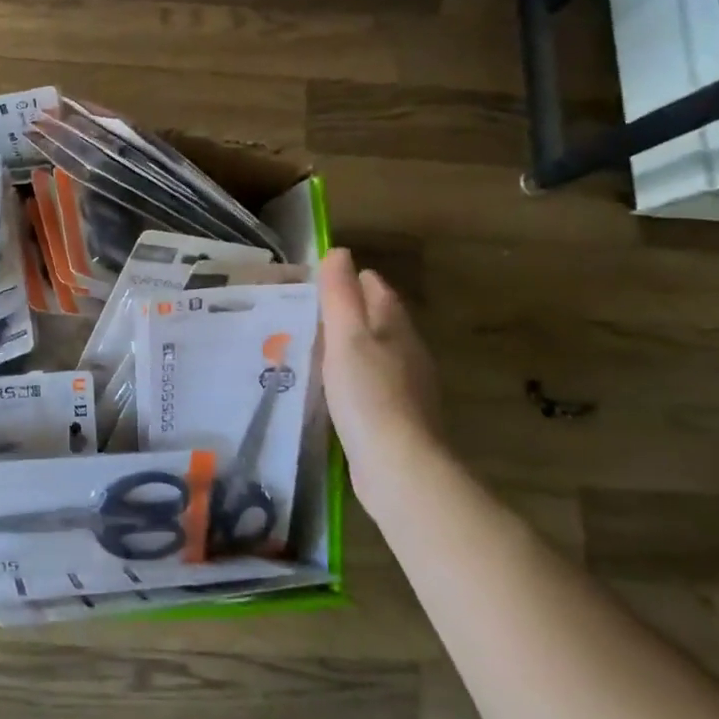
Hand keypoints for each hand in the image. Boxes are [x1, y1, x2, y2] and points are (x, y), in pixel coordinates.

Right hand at [318, 247, 441, 479]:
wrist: (398, 466)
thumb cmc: (368, 394)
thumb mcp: (346, 338)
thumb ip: (340, 295)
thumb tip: (339, 252)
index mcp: (395, 327)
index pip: (376, 290)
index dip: (352, 279)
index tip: (321, 279)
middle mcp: (408, 351)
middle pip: (379, 320)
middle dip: (352, 312)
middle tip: (311, 310)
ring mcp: (407, 386)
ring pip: (377, 352)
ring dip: (352, 346)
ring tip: (315, 346)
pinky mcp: (398, 416)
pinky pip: (373, 383)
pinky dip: (354, 376)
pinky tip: (334, 387)